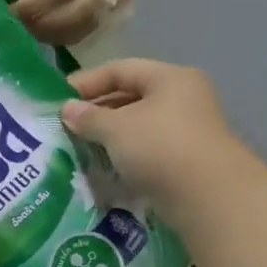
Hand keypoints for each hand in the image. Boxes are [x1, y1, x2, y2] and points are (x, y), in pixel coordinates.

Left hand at [4, 0, 100, 45]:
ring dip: (60, 33)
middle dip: (54, 24)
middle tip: (28, 27)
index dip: (34, 4)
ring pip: (88, 21)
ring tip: (33, 32)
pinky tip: (43, 34)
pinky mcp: (90, 0)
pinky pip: (84, 25)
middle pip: (85, 7)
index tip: (12, 12)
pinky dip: (65, 35)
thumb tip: (24, 21)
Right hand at [61, 59, 249, 217]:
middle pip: (130, 96)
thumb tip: (67, 109)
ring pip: (137, 125)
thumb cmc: (160, 148)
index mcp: (169, 79)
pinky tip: (102, 166)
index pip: (120, 69)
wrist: (209, 197)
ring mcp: (186, 130)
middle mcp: (182, 98)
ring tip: (78, 147)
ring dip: (107, 135)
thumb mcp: (115, 128)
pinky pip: (145, 148)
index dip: (86, 82)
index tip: (57, 100)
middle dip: (96, 110)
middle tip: (65, 126)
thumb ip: (88, 116)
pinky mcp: (185, 159)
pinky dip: (122, 154)